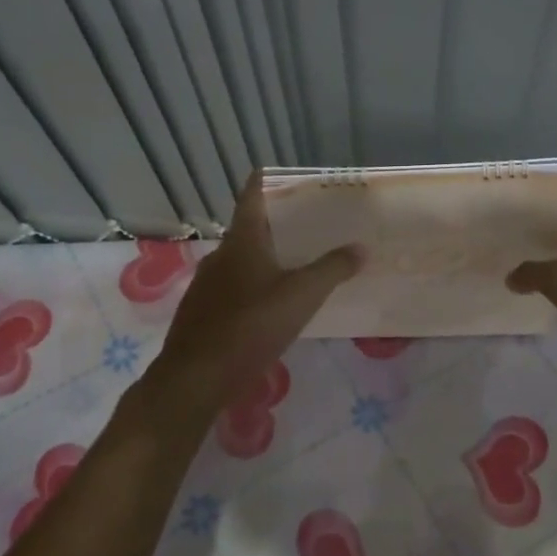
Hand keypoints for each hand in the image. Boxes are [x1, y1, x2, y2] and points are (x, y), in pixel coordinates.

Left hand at [142, 175, 362, 424]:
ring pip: (241, 260)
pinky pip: (233, 287)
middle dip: (279, 225)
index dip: (269, 181)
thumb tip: (361, 248)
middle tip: (312, 225)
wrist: (195, 377)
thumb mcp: (301, 296)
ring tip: (298, 264)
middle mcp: (221, 255)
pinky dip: (253, 285)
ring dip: (267, 257)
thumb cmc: (250, 326)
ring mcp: (207, 284)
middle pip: (250, 228)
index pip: (252, 195)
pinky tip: (271, 305)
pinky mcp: (202, 311)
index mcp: (242, 241)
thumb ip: (332, 269)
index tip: (291, 178)